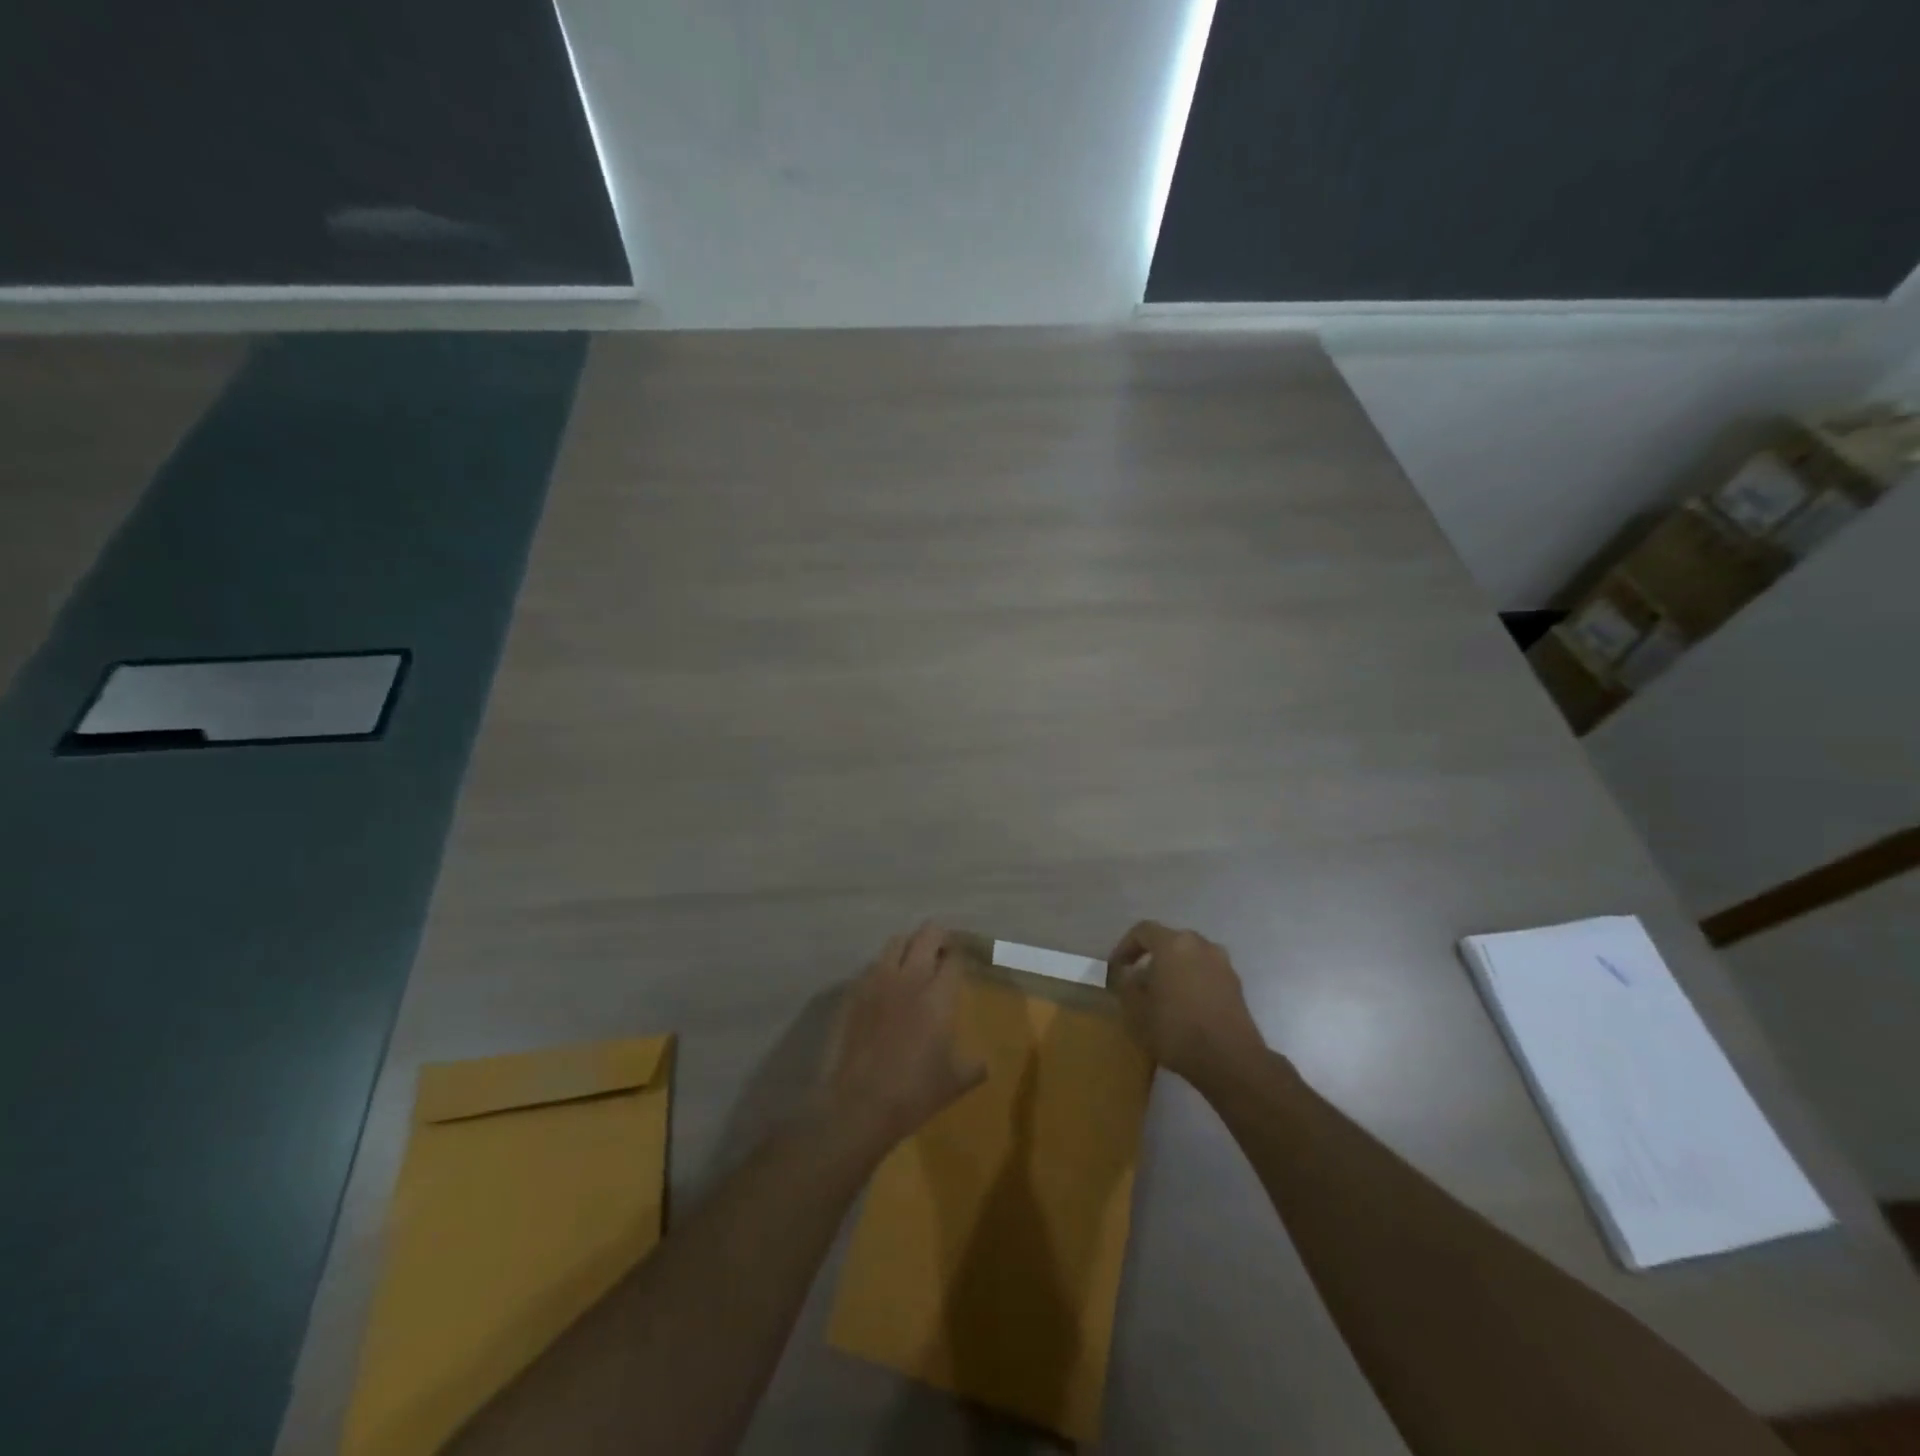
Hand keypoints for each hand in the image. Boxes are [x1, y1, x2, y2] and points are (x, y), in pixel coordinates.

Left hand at [821, 923, 986, 1152]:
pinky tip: (885, 988)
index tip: (961, 960)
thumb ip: (972, 1067)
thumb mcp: (953, 1083)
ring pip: (896, 942)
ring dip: (909, 946)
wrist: (857, 1106)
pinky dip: (883, 968)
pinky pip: (872, 966)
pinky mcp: (853, 993)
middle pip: (926, 936)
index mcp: (938, 997)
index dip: (959, 955)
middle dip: (938, 937)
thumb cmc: (913, 1094)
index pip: (953, 958)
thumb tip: (984, 1064)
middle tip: (942, 951)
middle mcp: (909, 979)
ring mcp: (877, 982)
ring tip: (912, 962)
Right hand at [1106, 920, 1265, 1082]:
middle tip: (1137, 983)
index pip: (1143, 931)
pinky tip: (1184, 1009)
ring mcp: (1222, 964)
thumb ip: (1126, 985)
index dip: (1125, 947)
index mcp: (1173, 944)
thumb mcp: (1136, 1010)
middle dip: (1150, 959)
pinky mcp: (1236, 985)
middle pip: (1169, 942)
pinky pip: (1206, 974)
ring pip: (1189, 958)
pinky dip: (1192, 983)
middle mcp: (1200, 945)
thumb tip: (1129, 975)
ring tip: (1161, 997)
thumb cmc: (1176, 1029)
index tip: (1116, 968)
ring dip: (1173, 971)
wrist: (1230, 1060)